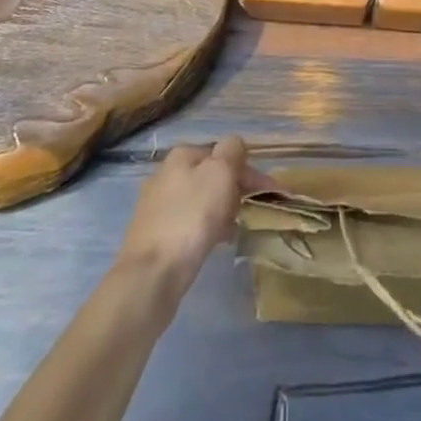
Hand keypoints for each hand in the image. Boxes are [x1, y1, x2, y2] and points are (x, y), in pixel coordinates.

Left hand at [115, 136, 260, 295]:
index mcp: (181, 155)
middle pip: (211, 176)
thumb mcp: (220, 173)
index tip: (269, 193)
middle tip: (250, 212)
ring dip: (221, 210)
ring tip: (234, 230)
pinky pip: (189, 224)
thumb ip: (232, 150)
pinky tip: (214, 243)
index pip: (223, 153)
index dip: (248, 171)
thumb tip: (234, 146)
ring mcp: (156, 206)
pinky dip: (205, 229)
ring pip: (200, 201)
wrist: (150, 275)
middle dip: (234, 191)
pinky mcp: (154, 236)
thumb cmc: (191, 217)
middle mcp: (165, 174)